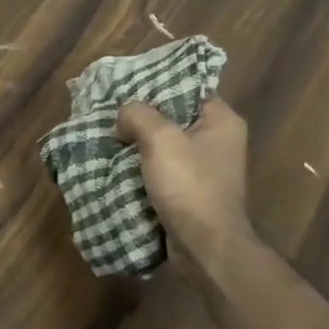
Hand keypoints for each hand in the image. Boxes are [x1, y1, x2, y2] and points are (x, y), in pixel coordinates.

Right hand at [115, 96, 251, 272]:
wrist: (205, 247)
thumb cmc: (189, 185)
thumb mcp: (160, 138)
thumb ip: (137, 114)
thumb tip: (123, 117)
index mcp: (221, 120)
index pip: (188, 85)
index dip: (157, 81)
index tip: (126, 82)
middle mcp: (218, 140)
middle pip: (172, 113)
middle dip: (141, 113)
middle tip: (111, 108)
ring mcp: (205, 167)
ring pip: (164, 141)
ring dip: (137, 140)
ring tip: (107, 132)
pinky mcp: (191, 189)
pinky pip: (161, 166)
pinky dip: (140, 163)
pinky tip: (116, 159)